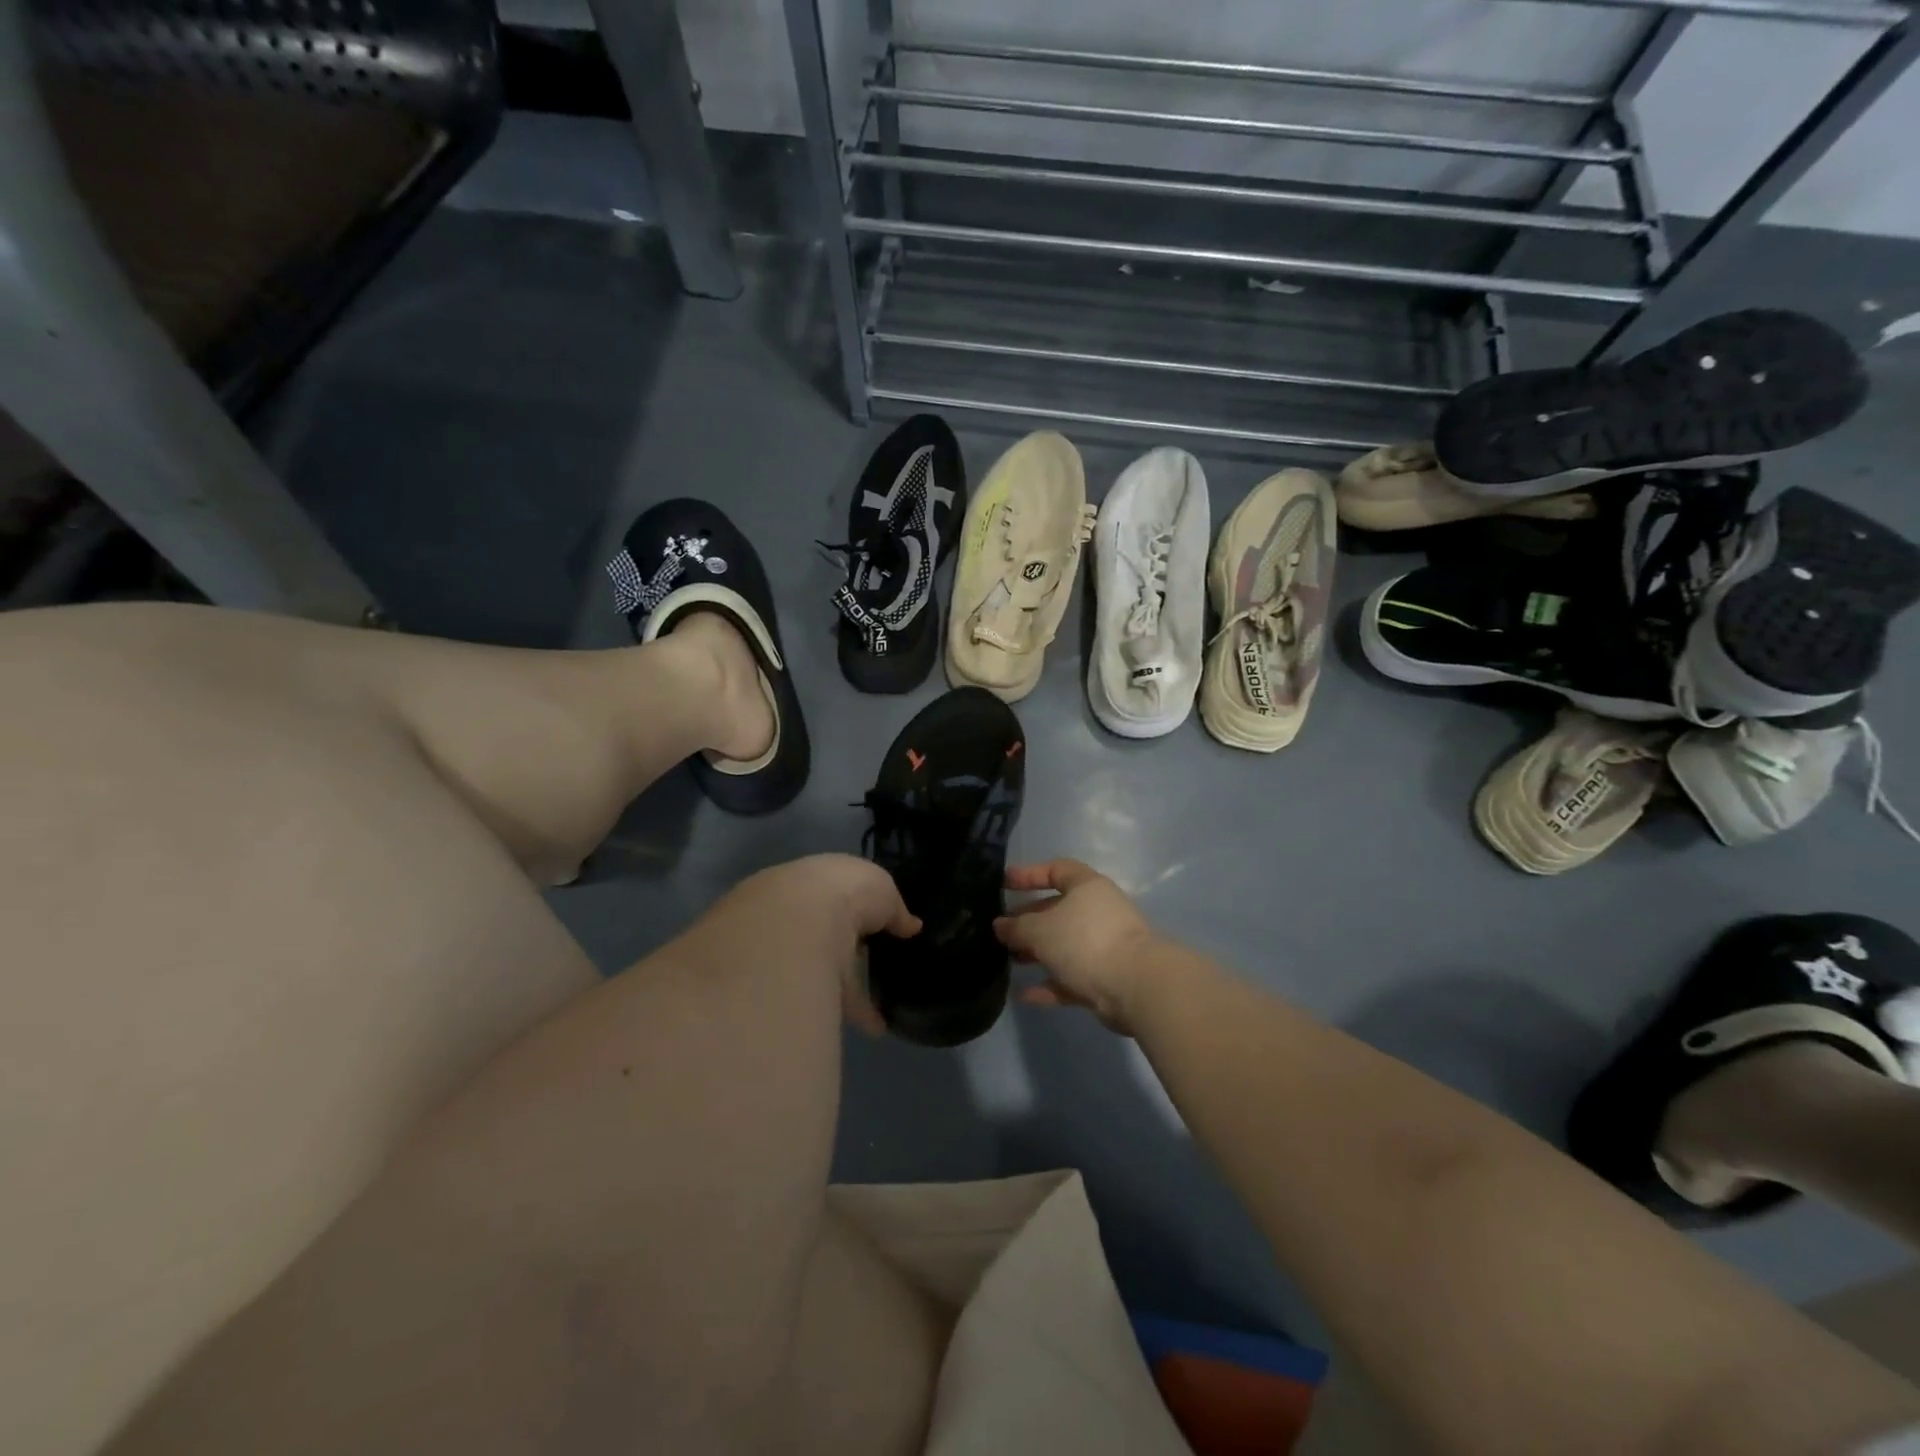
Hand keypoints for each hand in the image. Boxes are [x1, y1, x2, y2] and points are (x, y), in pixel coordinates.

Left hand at [718, 855, 919, 1034]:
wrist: (797, 926)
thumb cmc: (844, 892)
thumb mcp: (883, 889)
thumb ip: (895, 908)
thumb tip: (911, 926)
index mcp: (815, 881)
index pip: (836, 894)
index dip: (860, 907)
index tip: (881, 925)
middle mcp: (798, 914)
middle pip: (827, 932)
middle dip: (849, 948)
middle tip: (878, 965)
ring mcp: (791, 951)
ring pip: (825, 969)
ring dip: (851, 986)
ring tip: (884, 1005)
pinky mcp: (792, 987)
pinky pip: (827, 999)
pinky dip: (855, 1012)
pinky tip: (879, 1027)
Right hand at [994, 860, 1159, 1033]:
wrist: (1135, 986)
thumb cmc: (1084, 942)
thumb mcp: (1040, 930)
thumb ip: (1017, 927)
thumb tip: (1001, 926)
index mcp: (1087, 887)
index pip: (1056, 870)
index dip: (1028, 874)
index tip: (1003, 883)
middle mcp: (1098, 911)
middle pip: (1058, 909)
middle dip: (1028, 919)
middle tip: (1001, 930)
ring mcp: (1104, 945)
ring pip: (1064, 944)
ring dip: (1037, 952)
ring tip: (1009, 959)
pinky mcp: (1106, 977)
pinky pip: (1071, 976)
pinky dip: (1050, 982)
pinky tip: (1025, 994)